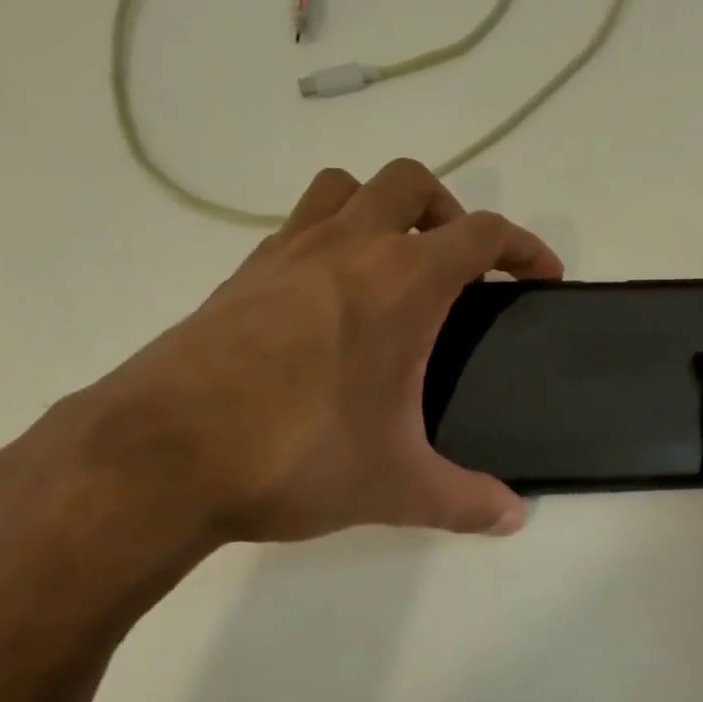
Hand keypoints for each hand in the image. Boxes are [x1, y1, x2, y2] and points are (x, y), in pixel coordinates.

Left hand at [0, 160, 560, 580]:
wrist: (161, 457)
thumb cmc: (297, 456)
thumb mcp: (396, 487)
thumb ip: (465, 500)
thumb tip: (513, 517)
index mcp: (401, 283)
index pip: (481, 233)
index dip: (524, 246)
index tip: (541, 273)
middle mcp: (347, 248)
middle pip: (410, 184)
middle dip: (449, 212)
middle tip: (459, 266)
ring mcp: (285, 254)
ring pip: (345, 189)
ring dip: (381, 209)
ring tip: (392, 267)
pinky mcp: (239, 276)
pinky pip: (296, 228)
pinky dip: (327, 240)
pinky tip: (326, 303)